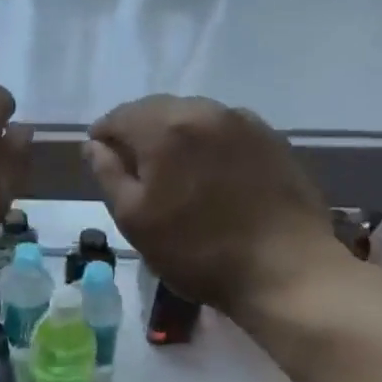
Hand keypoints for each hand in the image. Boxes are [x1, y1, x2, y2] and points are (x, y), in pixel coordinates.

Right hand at [84, 95, 355, 318]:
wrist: (287, 272)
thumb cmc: (197, 251)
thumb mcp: (134, 219)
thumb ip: (108, 174)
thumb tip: (94, 145)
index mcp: (164, 127)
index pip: (119, 116)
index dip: (104, 137)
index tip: (102, 161)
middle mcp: (203, 111)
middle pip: (156, 110)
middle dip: (139, 133)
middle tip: (137, 170)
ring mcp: (243, 122)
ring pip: (192, 116)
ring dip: (175, 135)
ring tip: (176, 173)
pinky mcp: (272, 139)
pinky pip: (225, 129)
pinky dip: (208, 142)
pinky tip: (213, 174)